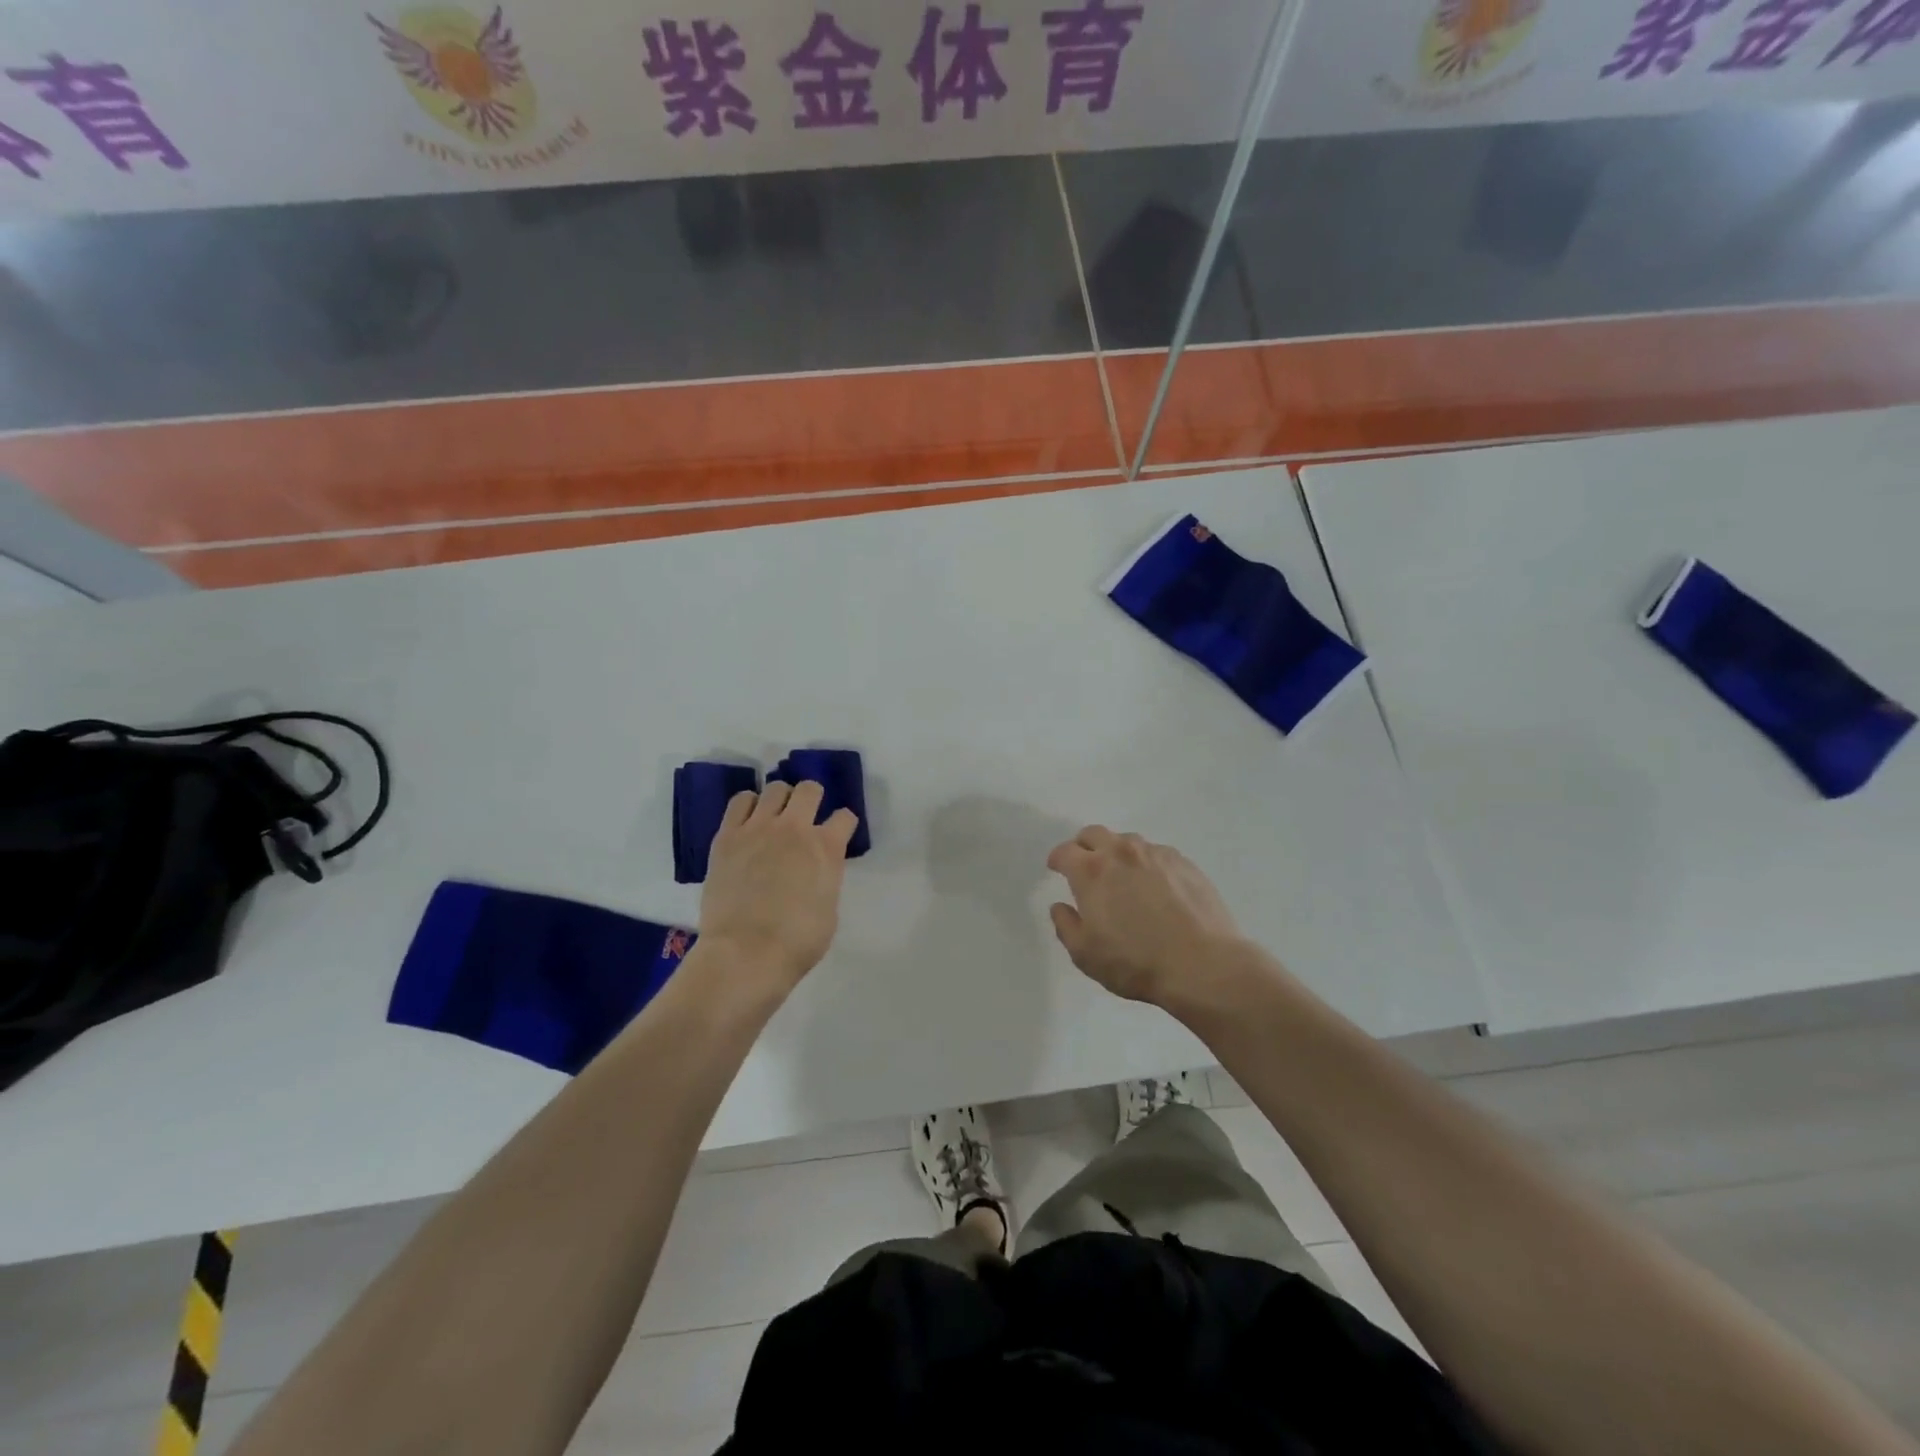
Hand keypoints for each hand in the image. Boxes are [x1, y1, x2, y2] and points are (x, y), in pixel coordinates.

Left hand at [697, 781, 857, 993]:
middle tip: (806, 815)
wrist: (745, 953)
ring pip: (775, 788)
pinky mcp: (727, 836)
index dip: (843, 824)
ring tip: (776, 816)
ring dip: (781, 799)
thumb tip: (816, 872)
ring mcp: (758, 828)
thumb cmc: (797, 942)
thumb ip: (826, 878)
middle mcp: (795, 828)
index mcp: (826, 848)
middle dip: (813, 797)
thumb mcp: (830, 909)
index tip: (839, 833)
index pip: (845, 817)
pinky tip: (749, 820)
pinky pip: (740, 801)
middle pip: (810, 789)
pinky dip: (748, 805)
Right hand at [1046, 826, 1243, 1006]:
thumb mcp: (1085, 954)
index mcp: (1091, 871)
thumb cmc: (1135, 962)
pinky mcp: (1184, 862)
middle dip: (1084, 846)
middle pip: (1094, 834)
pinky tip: (1155, 887)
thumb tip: (1060, 906)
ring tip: (1123, 878)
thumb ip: (1066, 925)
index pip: (1065, 851)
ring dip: (1117, 853)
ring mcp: (1156, 854)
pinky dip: (1147, 863)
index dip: (1057, 859)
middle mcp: (1121, 853)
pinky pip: (1156, 853)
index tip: (1056, 868)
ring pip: (1127, 841)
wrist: (1203, 965)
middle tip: (1085, 866)